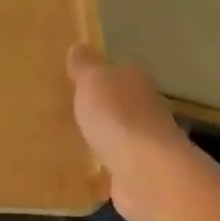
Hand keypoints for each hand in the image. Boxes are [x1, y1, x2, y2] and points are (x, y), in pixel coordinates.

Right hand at [66, 44, 186, 220]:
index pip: (118, 72)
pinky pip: (117, 164)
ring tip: (75, 140)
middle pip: (122, 103)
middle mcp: (148, 108)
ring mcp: (147, 143)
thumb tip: (79, 46)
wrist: (147, 172)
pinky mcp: (141, 174)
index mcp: (136, 80)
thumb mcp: (92, 81)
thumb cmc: (117, 117)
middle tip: (71, 112)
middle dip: (102, 108)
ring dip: (105, 137)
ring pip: (120, 134)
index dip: (99, 77)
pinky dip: (107, 165)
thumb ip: (85, 66)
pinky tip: (88, 169)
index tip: (77, 83)